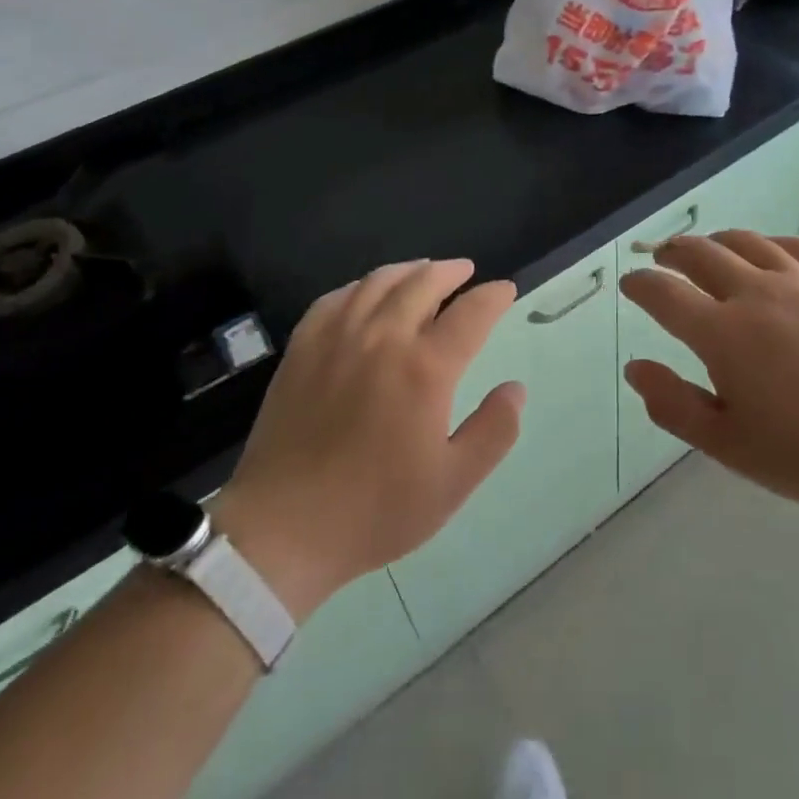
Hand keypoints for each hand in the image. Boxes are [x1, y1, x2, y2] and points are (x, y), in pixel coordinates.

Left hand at [211, 261, 521, 618]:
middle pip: (423, 282)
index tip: (505, 290)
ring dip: (409, 270)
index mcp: (425, 368)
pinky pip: (336, 297)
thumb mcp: (452, 483)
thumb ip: (494, 431)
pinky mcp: (303, 347)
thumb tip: (515, 388)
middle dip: (451, 271)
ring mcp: (337, 337)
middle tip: (466, 272)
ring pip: (379, 282)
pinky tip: (366, 293)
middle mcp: (383, 337)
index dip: (493, 296)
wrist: (283, 528)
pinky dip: (361, 286)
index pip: (470, 313)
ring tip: (423, 272)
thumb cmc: (375, 510)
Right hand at [619, 232, 798, 523]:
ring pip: (747, 242)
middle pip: (700, 254)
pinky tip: (772, 253)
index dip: (640, 284)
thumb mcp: (732, 446)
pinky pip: (798, 246)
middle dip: (673, 253)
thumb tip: (634, 368)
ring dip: (717, 241)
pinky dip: (772, 244)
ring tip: (709, 250)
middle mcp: (756, 294)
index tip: (631, 285)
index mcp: (723, 334)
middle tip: (663, 260)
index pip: (663, 293)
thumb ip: (675, 405)